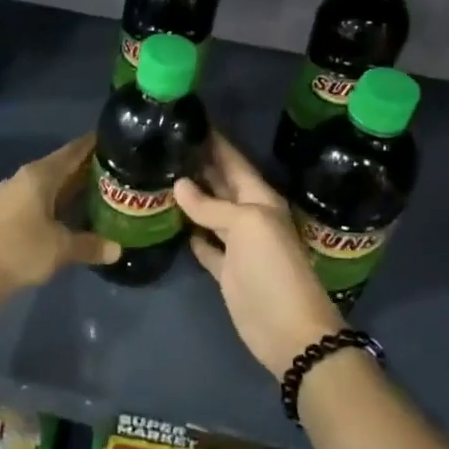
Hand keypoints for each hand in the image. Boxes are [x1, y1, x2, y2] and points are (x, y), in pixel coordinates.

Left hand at [0, 135, 119, 295]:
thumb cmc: (21, 251)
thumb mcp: (61, 248)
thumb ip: (90, 245)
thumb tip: (117, 249)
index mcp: (39, 175)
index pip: (72, 151)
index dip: (93, 145)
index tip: (115, 140)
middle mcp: (23, 178)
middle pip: (60, 166)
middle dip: (85, 168)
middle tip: (116, 171)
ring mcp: (10, 194)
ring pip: (47, 184)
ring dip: (70, 187)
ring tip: (98, 191)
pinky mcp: (3, 212)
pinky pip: (37, 198)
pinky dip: (55, 201)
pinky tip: (69, 213)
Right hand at [174, 132, 344, 377]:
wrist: (287, 329)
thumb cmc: (272, 268)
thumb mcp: (246, 225)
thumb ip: (212, 205)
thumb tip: (180, 184)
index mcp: (260, 199)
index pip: (234, 162)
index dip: (215, 141)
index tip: (190, 119)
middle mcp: (249, 216)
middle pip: (221, 184)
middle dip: (199, 165)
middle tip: (166, 144)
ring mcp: (237, 245)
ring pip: (210, 213)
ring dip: (191, 198)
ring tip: (161, 176)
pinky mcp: (225, 270)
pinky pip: (205, 245)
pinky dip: (192, 234)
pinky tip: (173, 222)